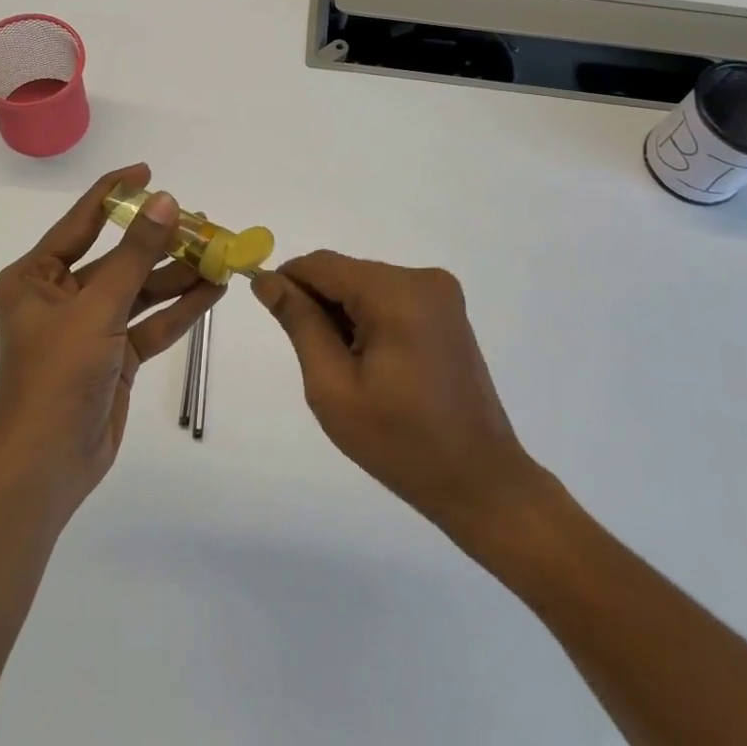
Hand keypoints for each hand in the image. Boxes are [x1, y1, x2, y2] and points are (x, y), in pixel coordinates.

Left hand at [0, 165, 221, 513]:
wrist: (46, 465)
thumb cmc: (57, 374)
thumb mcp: (98, 307)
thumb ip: (135, 254)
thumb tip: (166, 201)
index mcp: (37, 276)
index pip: (82, 221)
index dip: (116, 193)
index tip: (149, 172)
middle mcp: (61, 295)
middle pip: (118, 257)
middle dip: (160, 242)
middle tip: (203, 222)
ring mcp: (90, 327)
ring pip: (139, 290)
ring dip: (177, 276)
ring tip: (219, 255)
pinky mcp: (114, 356)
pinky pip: (149, 323)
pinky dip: (179, 309)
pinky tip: (213, 291)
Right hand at [252, 252, 537, 539]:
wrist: (479, 481)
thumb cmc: (399, 441)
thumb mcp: (333, 386)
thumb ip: (299, 323)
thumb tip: (267, 280)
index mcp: (395, 293)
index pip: (322, 264)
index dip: (288, 281)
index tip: (269, 313)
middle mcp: (421, 279)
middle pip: (346, 273)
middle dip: (319, 305)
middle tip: (313, 359)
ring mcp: (440, 294)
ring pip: (366, 285)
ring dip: (344, 315)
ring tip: (347, 369)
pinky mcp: (447, 311)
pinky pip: (390, 298)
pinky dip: (370, 320)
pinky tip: (372, 364)